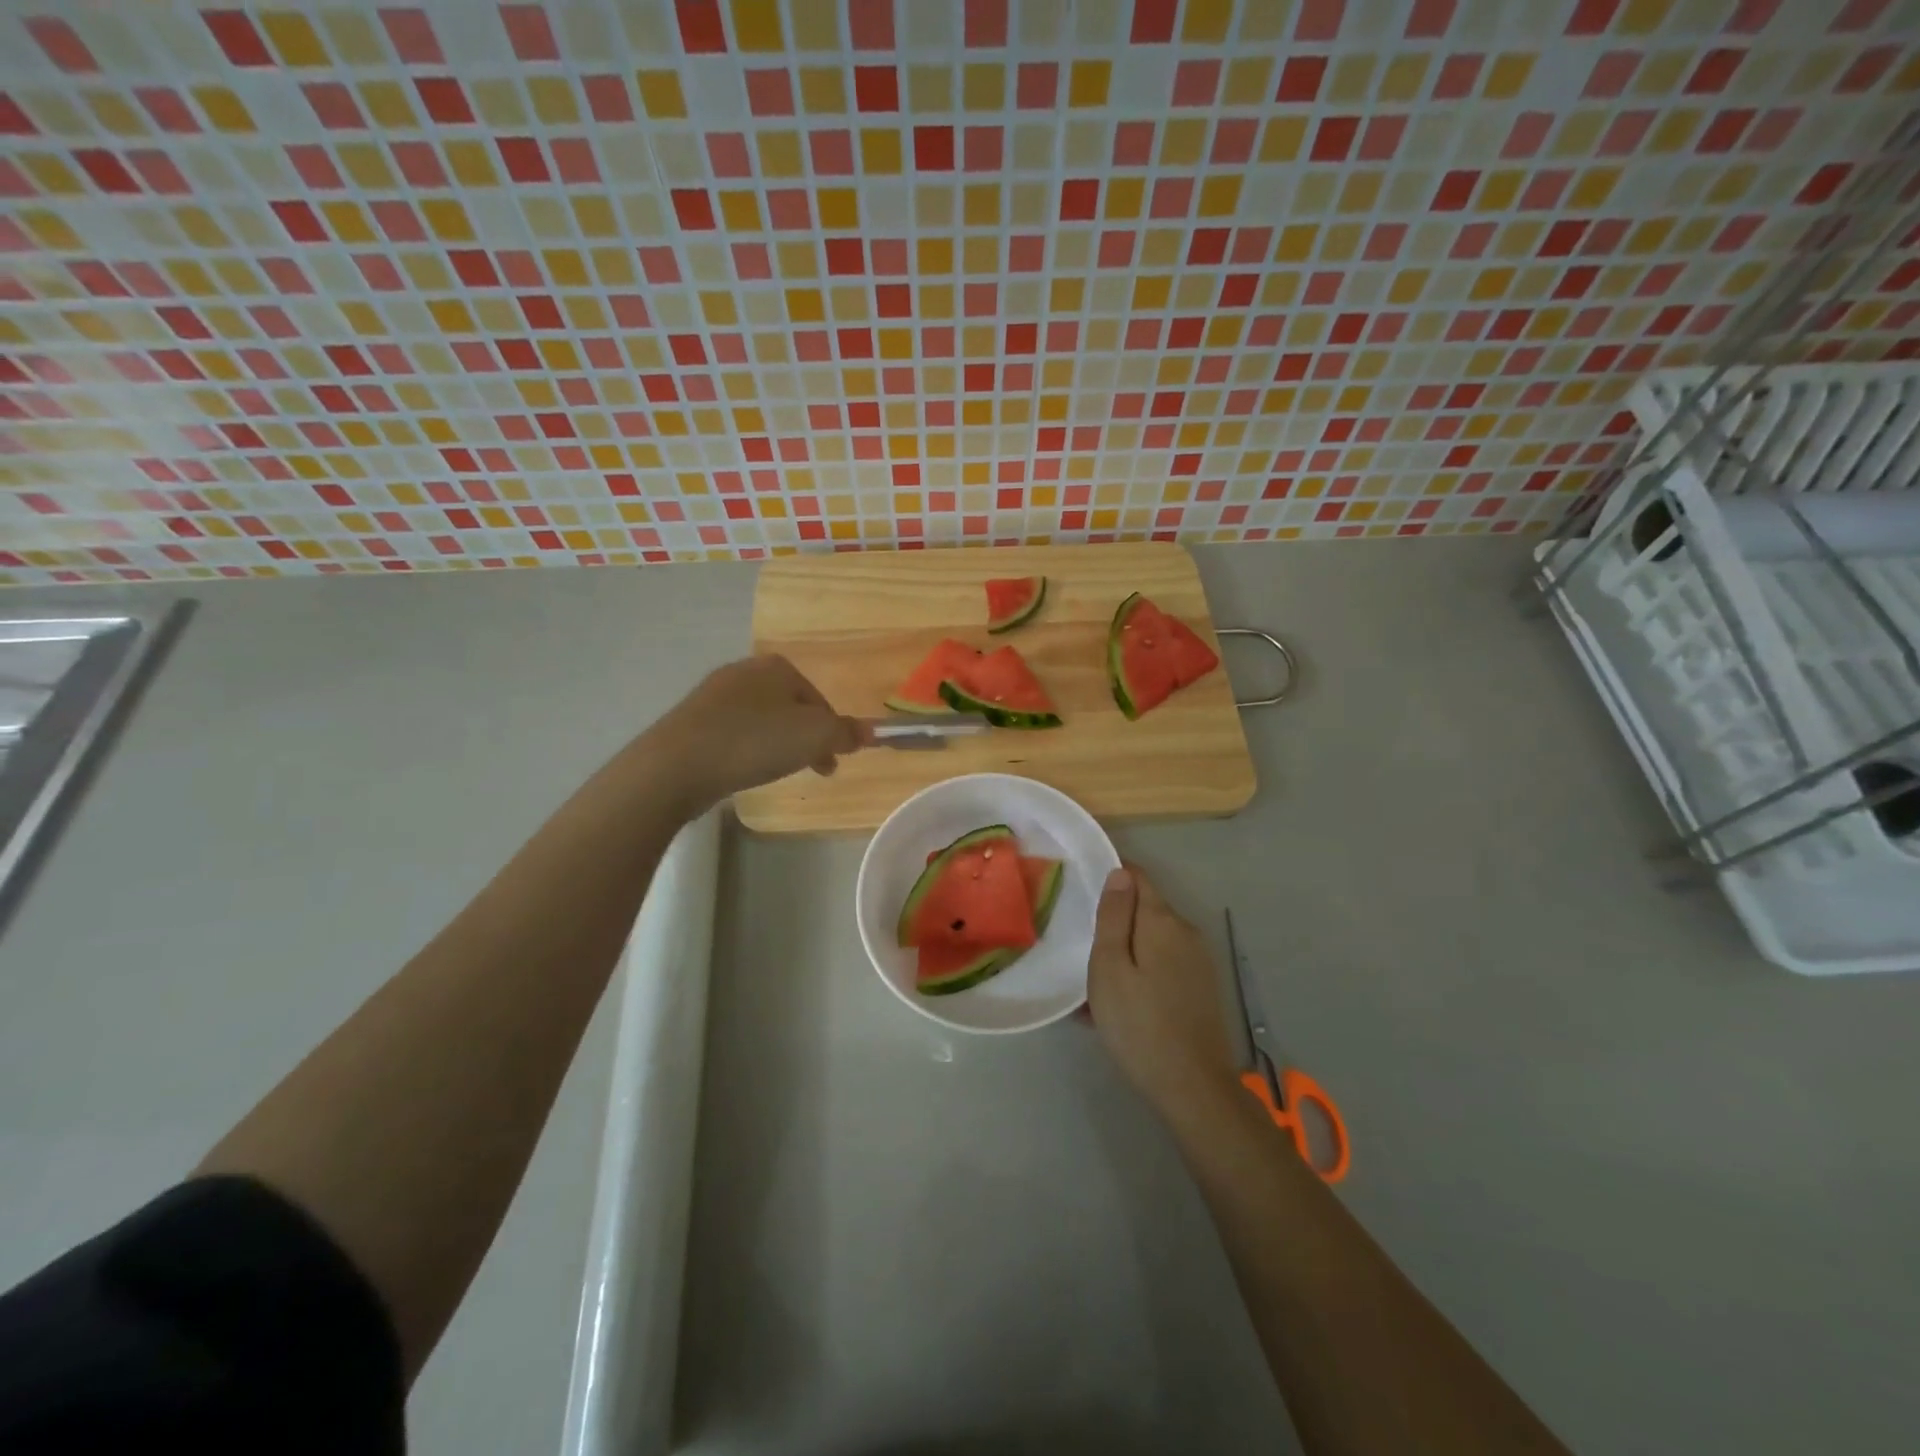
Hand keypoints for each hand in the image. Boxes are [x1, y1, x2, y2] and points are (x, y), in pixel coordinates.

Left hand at [648, 655, 866, 811]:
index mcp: (777, 667)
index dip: (832, 732)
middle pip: (791, 708)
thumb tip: (871, 731)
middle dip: (805, 738)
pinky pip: (734, 732)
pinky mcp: (692, 719)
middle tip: (811, 769)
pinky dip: (747, 748)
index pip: (820, 700)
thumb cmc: (754, 742)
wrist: (677, 765)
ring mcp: (714, 694)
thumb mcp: (815, 737)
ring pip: (763, 720)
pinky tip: (743, 769)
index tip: (832, 761)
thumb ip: (847, 733)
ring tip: (775, 771)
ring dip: (777, 744)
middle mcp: (745, 670)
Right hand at [1087, 867, 1238, 1118]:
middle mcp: (1186, 932)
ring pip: (1152, 941)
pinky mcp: (1201, 987)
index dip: (1110, 876)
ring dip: (1124, 953)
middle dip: (1114, 922)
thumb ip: (1114, 916)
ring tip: (1094, 987)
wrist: (1192, 1087)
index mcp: (1162, 921)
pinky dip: (1139, 973)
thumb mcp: (1110, 967)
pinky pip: (1163, 966)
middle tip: (1081, 948)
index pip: (1137, 877)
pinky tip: (1119, 1006)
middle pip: (1144, 910)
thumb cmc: (1138, 1023)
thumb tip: (1120, 872)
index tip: (1081, 892)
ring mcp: (1198, 961)